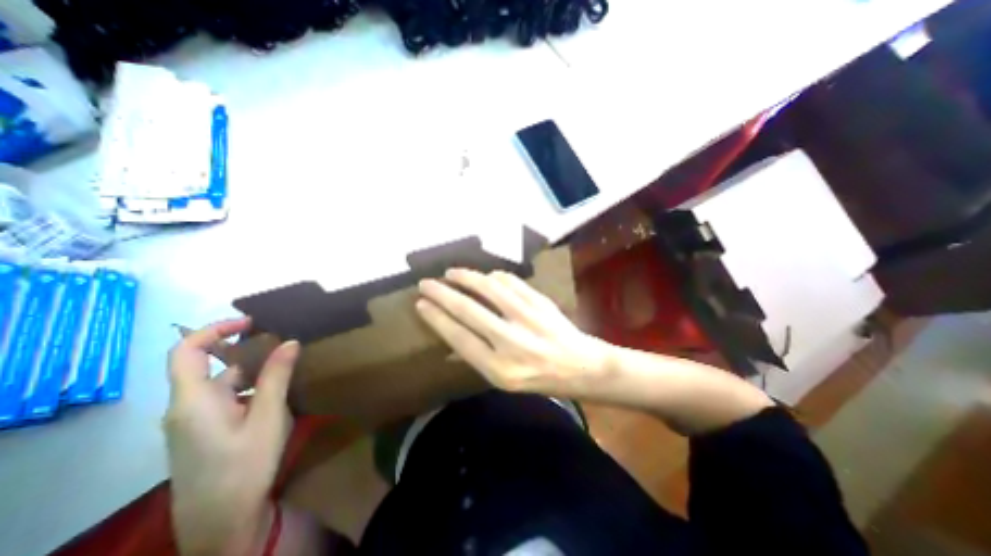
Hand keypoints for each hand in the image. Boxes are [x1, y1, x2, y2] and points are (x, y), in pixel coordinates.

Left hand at [165, 317, 299, 555]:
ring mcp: (193, 423)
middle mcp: (186, 408)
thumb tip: (290, 342)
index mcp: (194, 400)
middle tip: (279, 343)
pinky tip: (274, 393)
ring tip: (285, 365)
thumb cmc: (245, 464)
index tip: (250, 323)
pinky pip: (224, 400)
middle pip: (207, 366)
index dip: (213, 329)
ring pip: (220, 384)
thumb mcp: (268, 416)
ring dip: (250, 371)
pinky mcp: (204, 434)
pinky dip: (248, 388)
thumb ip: (276, 376)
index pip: (186, 352)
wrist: (222, 522)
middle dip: (242, 350)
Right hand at [413, 268, 612, 396]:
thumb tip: (448, 335)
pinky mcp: (541, 302)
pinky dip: (495, 276)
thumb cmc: (540, 379)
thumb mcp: (503, 380)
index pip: (458, 336)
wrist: (581, 366)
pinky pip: (512, 282)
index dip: (437, 317)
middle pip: (468, 310)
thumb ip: (476, 356)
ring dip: (466, 277)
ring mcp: (528, 318)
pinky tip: (485, 276)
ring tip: (451, 272)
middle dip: (442, 293)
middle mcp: (511, 342)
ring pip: (489, 289)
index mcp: (499, 368)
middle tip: (426, 283)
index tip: (421, 303)